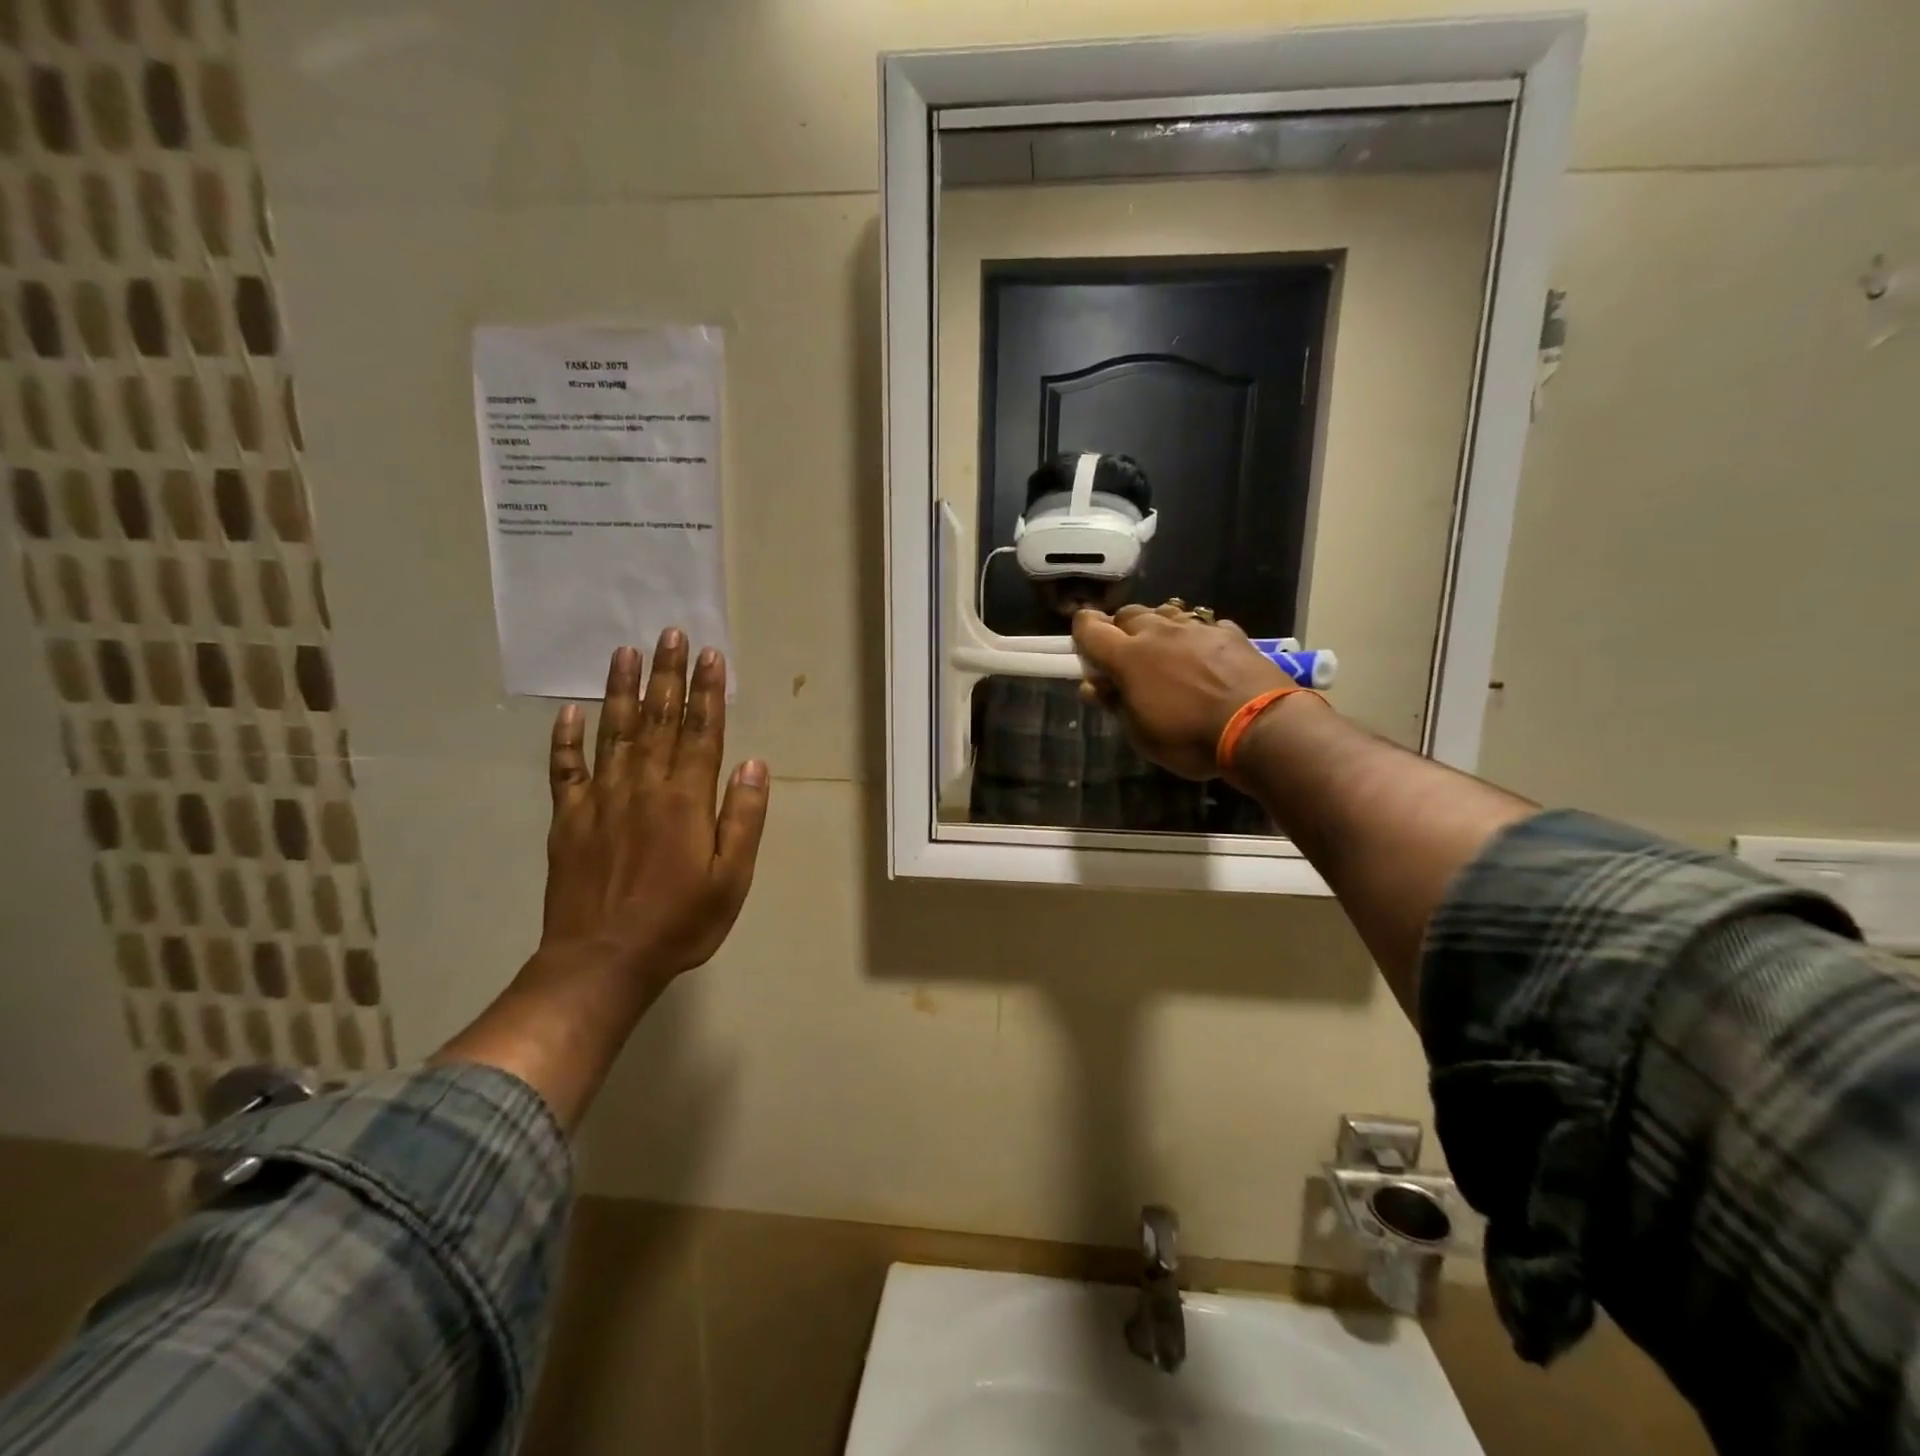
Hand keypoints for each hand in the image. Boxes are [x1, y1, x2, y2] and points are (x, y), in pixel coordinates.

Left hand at [540, 632, 769, 987]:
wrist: (602, 961)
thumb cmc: (679, 922)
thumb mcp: (731, 878)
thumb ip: (742, 818)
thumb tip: (753, 764)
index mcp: (685, 800)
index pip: (701, 732)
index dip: (707, 692)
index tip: (710, 655)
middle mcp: (643, 787)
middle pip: (657, 720)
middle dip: (667, 675)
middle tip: (670, 633)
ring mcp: (600, 800)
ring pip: (613, 733)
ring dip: (621, 691)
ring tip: (626, 652)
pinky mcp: (568, 820)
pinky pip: (564, 770)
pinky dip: (565, 740)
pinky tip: (569, 712)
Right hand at [1071, 605, 1295, 780]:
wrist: (1260, 726)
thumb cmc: (1190, 738)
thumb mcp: (1141, 734)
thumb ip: (1115, 703)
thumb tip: (1093, 685)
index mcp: (1128, 656)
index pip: (1091, 628)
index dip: (1081, 630)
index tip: (1082, 643)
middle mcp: (1158, 632)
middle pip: (1128, 614)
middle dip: (1120, 628)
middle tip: (1125, 654)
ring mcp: (1196, 628)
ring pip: (1165, 613)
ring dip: (1156, 626)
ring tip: (1163, 650)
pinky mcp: (1228, 633)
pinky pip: (1202, 625)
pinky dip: (1194, 636)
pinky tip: (1203, 655)